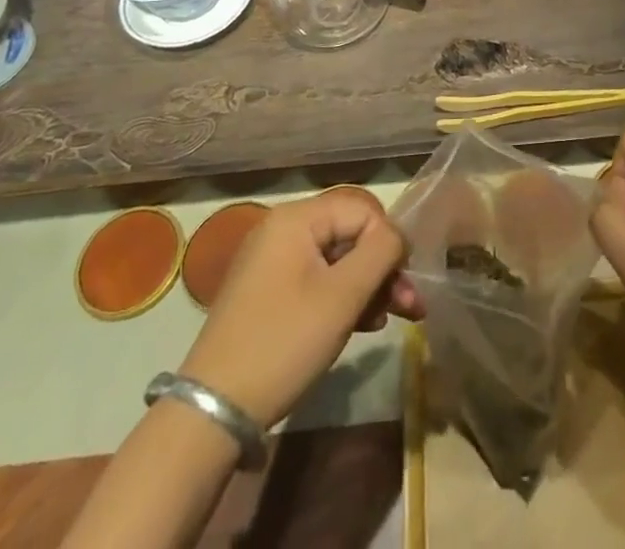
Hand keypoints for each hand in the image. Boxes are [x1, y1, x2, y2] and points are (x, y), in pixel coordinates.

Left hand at [180, 191, 422, 428]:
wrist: (213, 412)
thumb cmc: (284, 343)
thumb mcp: (342, 296)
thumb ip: (380, 253)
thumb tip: (398, 235)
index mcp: (295, 218)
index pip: (362, 210)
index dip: (389, 243)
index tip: (405, 282)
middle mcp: (281, 229)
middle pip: (349, 235)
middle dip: (383, 269)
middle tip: (411, 306)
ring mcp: (271, 262)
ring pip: (336, 260)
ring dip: (367, 286)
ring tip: (390, 320)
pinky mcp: (267, 293)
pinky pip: (316, 280)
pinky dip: (342, 298)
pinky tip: (362, 324)